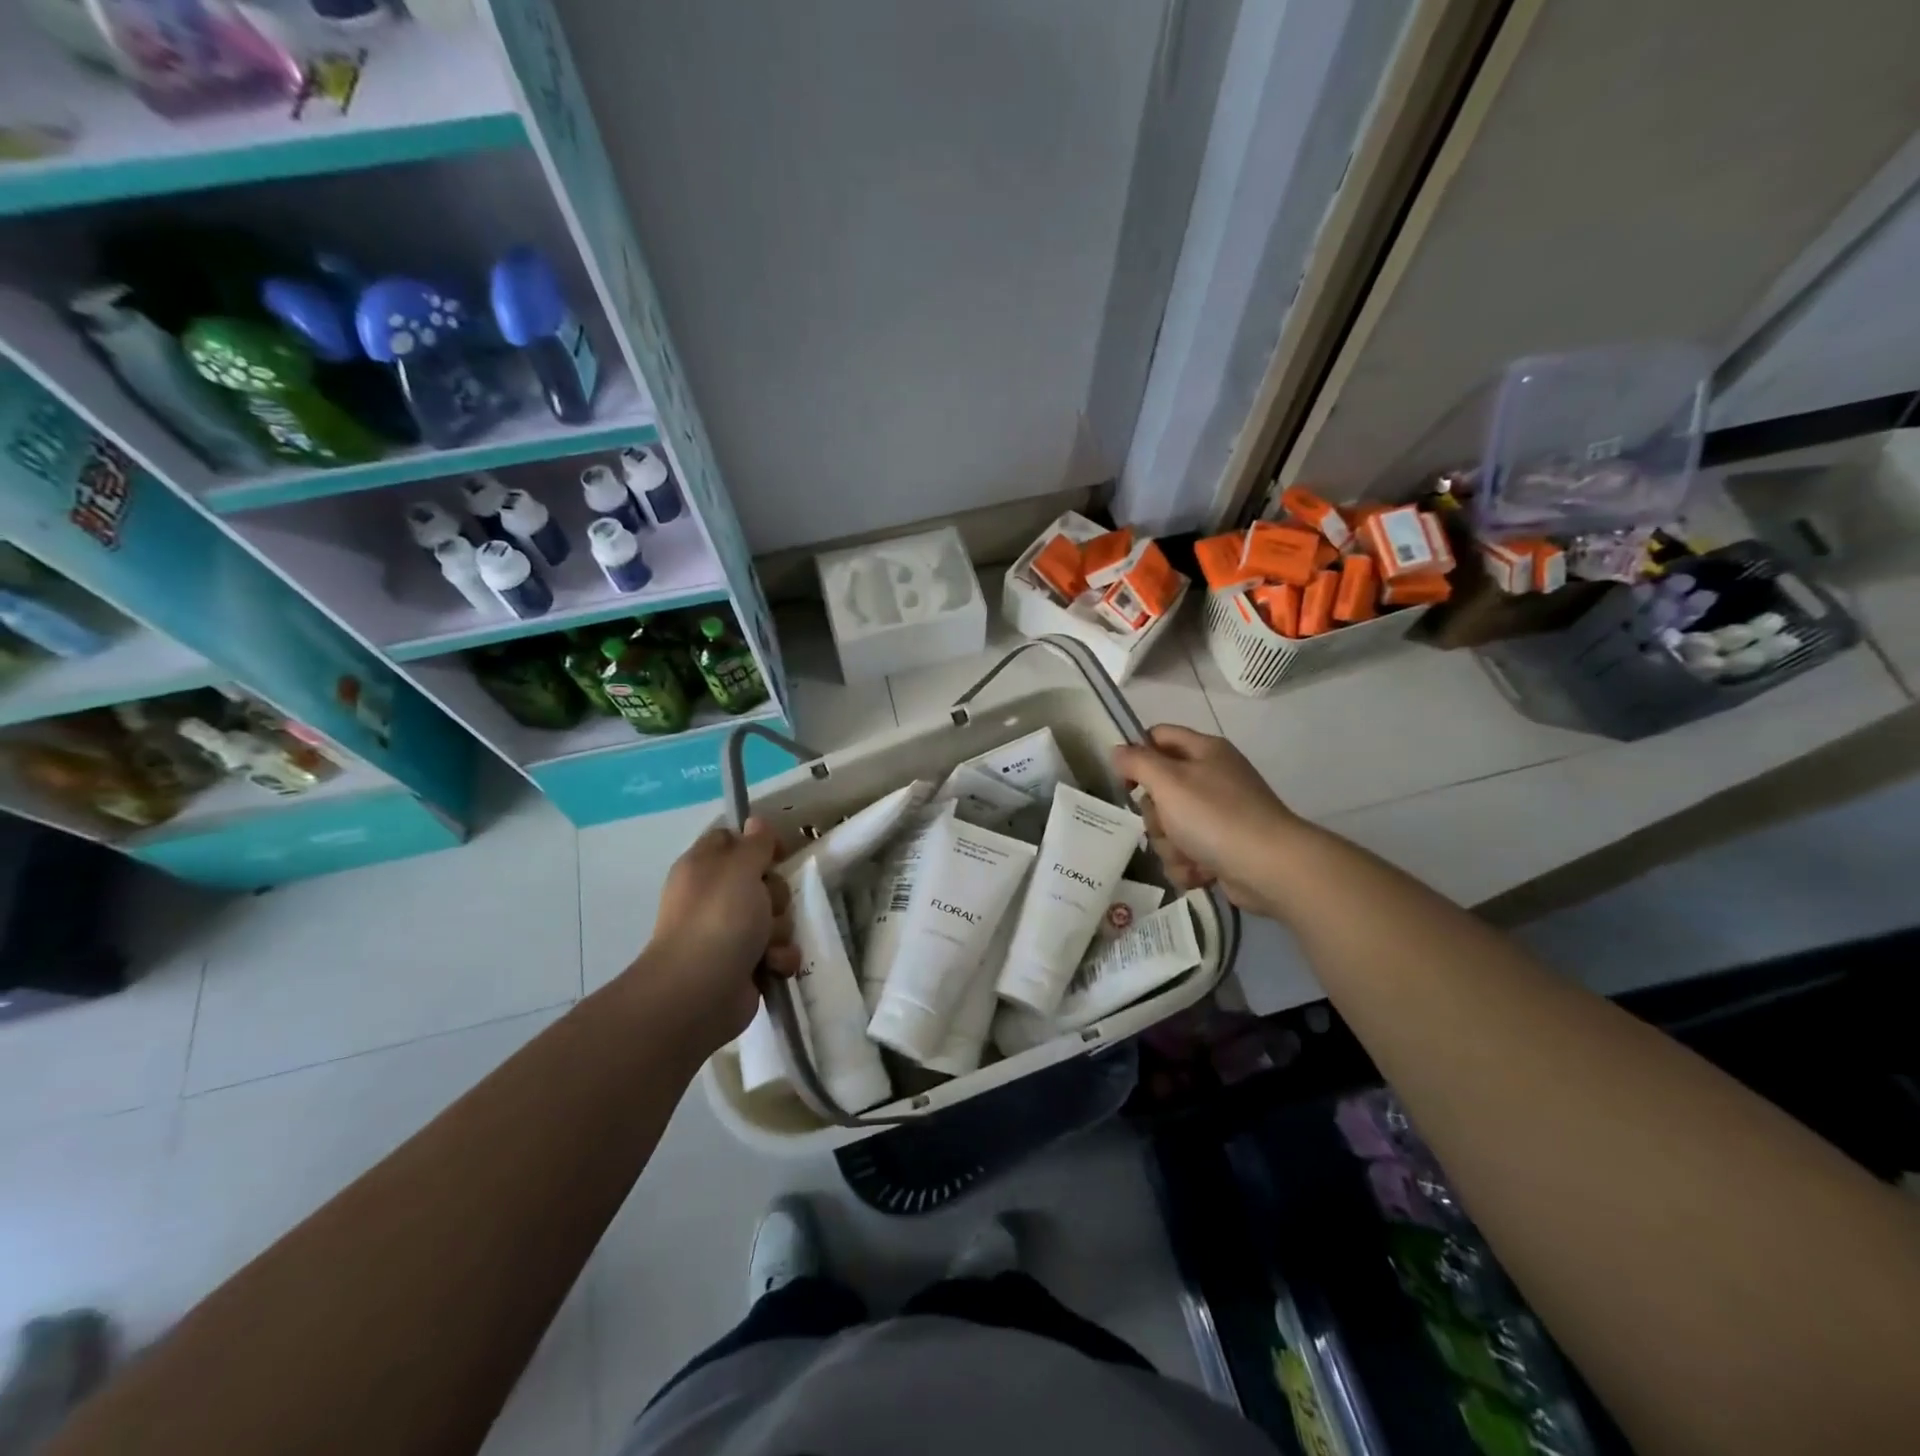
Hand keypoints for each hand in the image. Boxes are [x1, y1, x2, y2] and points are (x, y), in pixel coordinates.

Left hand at [638, 818, 800, 1043]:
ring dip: (779, 931)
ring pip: (775, 917)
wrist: (699, 993)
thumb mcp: (740, 869)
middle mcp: (715, 898)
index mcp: (704, 868)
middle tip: (764, 906)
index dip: (757, 843)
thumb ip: (755, 844)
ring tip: (765, 945)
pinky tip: (770, 966)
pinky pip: (777, 950)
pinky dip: (778, 959)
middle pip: (763, 881)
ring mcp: (729, 933)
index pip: (731, 840)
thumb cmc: (718, 920)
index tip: (777, 853)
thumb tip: (754, 822)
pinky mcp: (745, 964)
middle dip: (774, 895)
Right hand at [1112, 725, 1305, 918]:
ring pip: (1169, 828)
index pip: (1158, 737)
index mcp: (1204, 751)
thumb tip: (1118, 751)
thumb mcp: (1168, 781)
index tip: (1125, 781)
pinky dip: (1188, 865)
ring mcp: (1218, 816)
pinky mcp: (1221, 849)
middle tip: (1167, 823)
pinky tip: (1200, 872)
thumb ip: (1137, 762)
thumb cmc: (1215, 816)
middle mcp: (1212, 779)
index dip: (1136, 755)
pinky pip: (1185, 854)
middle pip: (1158, 791)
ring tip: (1189, 854)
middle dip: (1155, 816)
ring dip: (1170, 846)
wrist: (1270, 868)